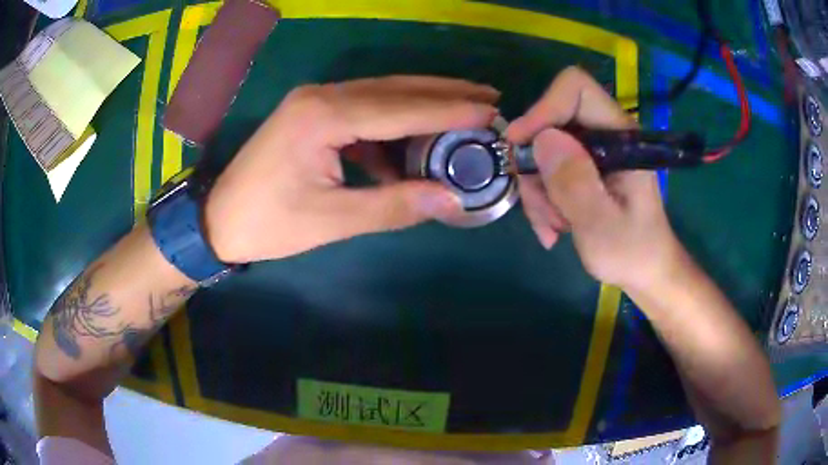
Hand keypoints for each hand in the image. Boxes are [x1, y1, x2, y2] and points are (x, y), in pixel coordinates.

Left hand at [205, 76, 498, 262]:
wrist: (219, 219)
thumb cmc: (269, 224)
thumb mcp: (333, 220)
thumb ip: (394, 205)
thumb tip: (451, 199)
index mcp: (323, 117)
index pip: (400, 108)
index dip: (449, 111)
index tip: (489, 111)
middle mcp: (322, 96)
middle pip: (395, 88)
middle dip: (445, 93)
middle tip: (488, 97)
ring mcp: (315, 100)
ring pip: (382, 93)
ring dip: (423, 103)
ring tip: (465, 109)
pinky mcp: (312, 112)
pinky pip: (363, 110)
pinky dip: (393, 124)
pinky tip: (412, 144)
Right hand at [506, 67, 682, 290]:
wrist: (646, 272)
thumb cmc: (633, 252)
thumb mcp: (601, 226)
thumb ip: (575, 183)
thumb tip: (540, 139)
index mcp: (620, 136)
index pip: (575, 88)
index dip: (544, 108)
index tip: (522, 145)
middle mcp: (605, 135)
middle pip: (551, 122)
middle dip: (536, 166)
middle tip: (542, 209)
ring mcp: (593, 152)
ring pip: (544, 150)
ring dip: (538, 191)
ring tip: (552, 228)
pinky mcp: (585, 168)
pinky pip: (548, 170)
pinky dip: (543, 199)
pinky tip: (554, 228)